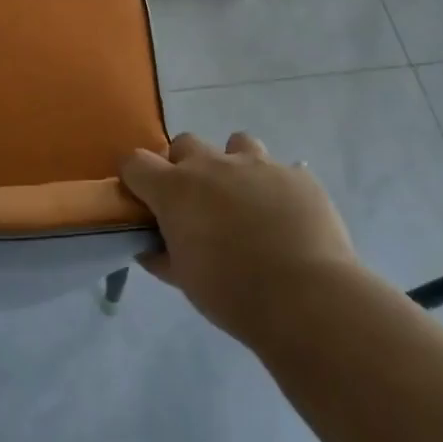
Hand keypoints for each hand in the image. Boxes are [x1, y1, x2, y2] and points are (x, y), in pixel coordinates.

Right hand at [120, 132, 358, 340]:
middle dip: (184, 166)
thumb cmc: (231, 293)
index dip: (136, 178)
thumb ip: (163, 257)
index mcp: (176, 189)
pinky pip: (282, 170)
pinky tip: (286, 217)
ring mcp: (259, 165)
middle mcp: (213, 165)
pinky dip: (276, 187)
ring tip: (245, 199)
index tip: (143, 199)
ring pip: (236, 143)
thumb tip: (151, 249)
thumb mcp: (184, 281)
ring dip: (233, 164)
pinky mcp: (298, 175)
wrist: (306, 298)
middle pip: (185, 143)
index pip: (136, 163)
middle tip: (196, 202)